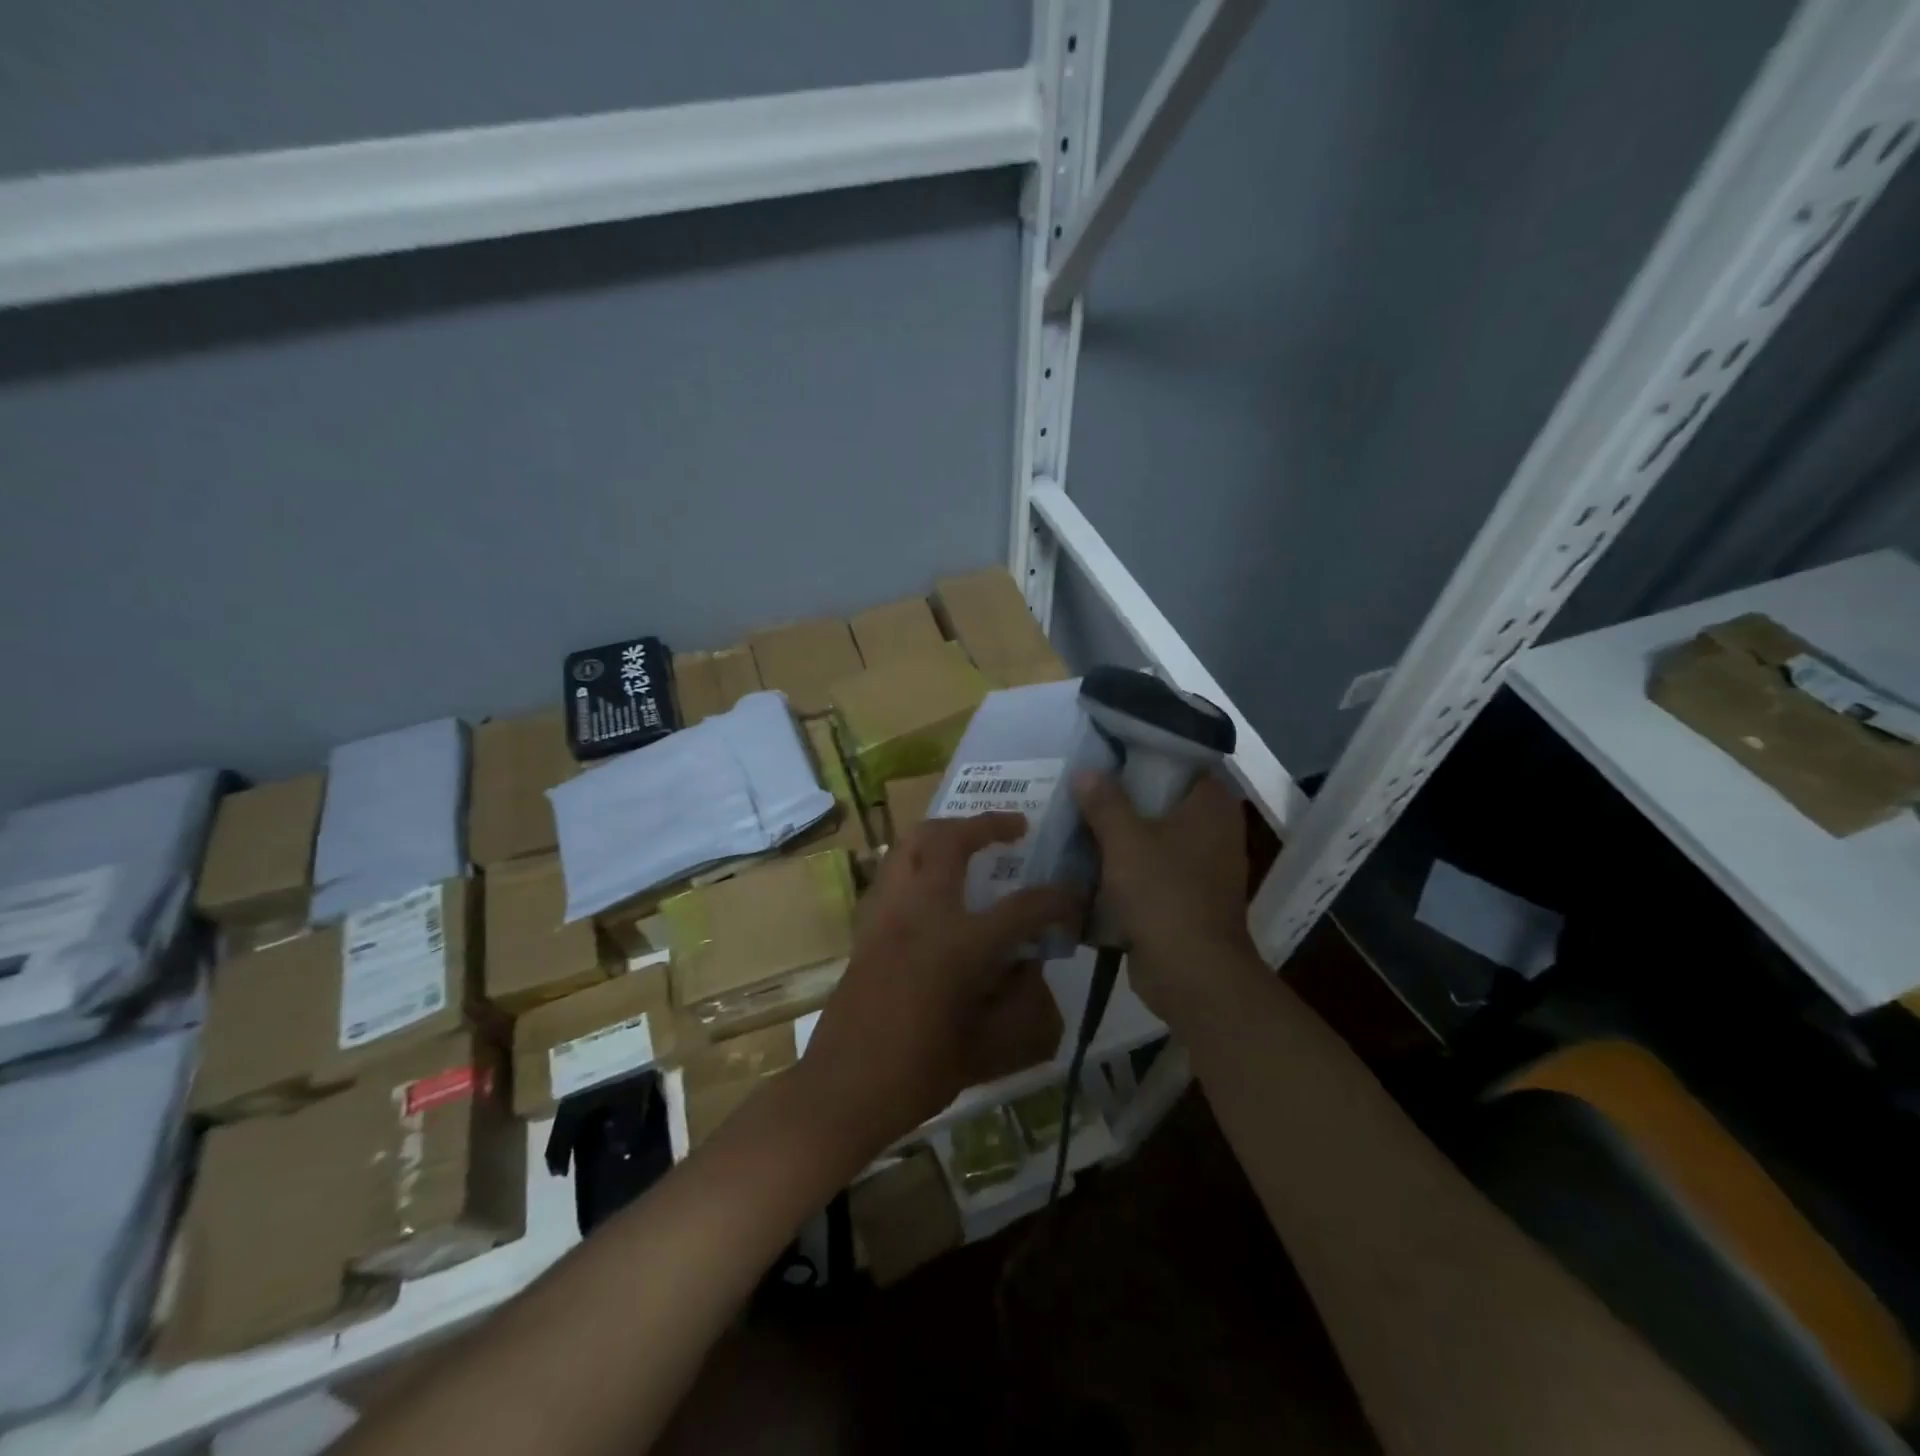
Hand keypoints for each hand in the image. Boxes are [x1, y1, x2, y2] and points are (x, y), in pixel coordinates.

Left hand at [795, 813, 1078, 1156]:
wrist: (844, 1088)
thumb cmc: (920, 1072)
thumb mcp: (988, 1046)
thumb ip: (1019, 999)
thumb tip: (1029, 962)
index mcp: (959, 943)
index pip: (1023, 907)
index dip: (1057, 900)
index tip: (1074, 899)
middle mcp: (921, 912)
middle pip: (951, 840)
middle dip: (987, 825)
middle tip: (1015, 827)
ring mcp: (887, 913)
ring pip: (910, 843)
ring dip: (945, 831)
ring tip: (969, 839)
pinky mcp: (866, 925)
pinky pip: (892, 872)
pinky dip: (916, 860)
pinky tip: (932, 883)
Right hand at [1072, 772, 1260, 1023]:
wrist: (1191, 974)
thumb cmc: (1164, 895)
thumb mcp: (1125, 841)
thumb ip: (1105, 802)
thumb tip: (1086, 771)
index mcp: (1211, 806)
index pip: (1183, 760)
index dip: (1146, 751)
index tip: (1109, 747)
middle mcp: (1214, 830)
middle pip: (1164, 798)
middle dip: (1125, 793)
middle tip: (1084, 780)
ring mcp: (1202, 866)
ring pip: (1155, 834)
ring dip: (1122, 831)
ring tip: (1079, 815)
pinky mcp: (1186, 896)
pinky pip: (1152, 867)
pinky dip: (1126, 863)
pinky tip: (1090, 857)